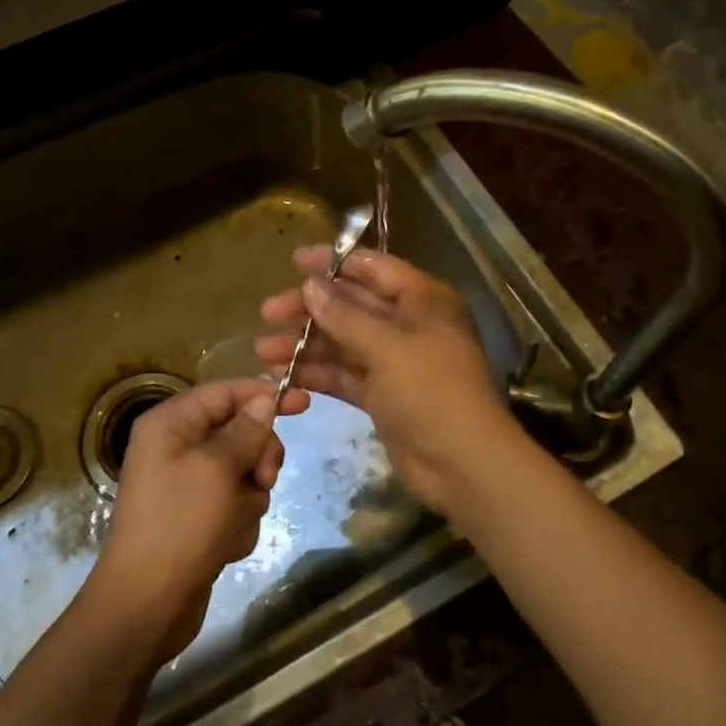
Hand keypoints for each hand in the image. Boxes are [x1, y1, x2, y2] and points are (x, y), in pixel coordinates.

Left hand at [88, 377, 307, 662]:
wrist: (146, 605)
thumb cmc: (180, 525)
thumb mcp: (218, 469)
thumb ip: (246, 430)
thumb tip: (264, 400)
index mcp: (171, 424)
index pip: (225, 392)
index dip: (264, 394)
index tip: (305, 402)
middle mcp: (176, 446)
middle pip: (239, 431)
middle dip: (257, 457)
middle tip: (264, 480)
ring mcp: (187, 484)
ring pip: (243, 471)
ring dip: (248, 497)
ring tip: (234, 522)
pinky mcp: (198, 516)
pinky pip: (235, 503)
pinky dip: (238, 521)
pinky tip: (226, 544)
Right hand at [256, 247, 523, 516]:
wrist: (462, 464)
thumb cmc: (431, 390)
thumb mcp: (387, 346)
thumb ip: (344, 314)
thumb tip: (310, 284)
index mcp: (421, 299)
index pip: (372, 268)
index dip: (333, 262)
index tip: (294, 260)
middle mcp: (407, 324)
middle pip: (350, 305)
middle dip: (309, 308)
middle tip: (267, 312)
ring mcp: (393, 361)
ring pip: (341, 342)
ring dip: (305, 344)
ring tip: (263, 351)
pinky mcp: (381, 394)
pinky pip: (343, 374)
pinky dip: (315, 374)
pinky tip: (282, 375)